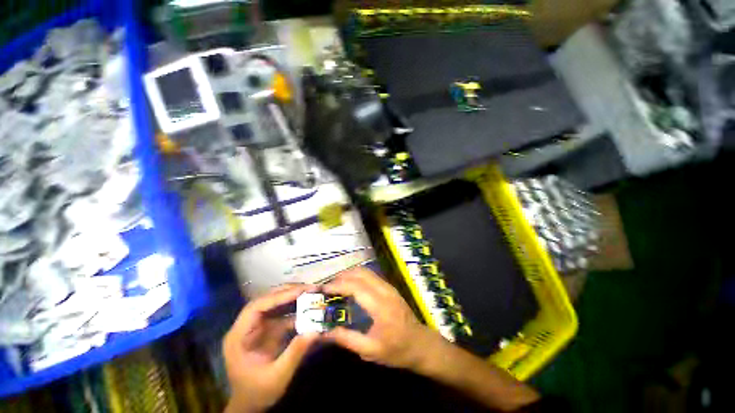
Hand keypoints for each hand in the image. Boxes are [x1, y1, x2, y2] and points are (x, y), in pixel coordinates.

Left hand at [223, 284, 318, 412]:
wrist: (251, 405)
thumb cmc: (258, 393)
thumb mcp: (277, 377)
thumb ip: (295, 353)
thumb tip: (315, 330)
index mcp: (239, 336)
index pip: (256, 307)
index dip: (278, 297)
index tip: (299, 291)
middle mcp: (247, 327)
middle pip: (266, 301)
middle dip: (288, 292)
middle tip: (309, 288)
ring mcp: (258, 327)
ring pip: (275, 305)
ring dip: (293, 297)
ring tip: (311, 292)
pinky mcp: (268, 330)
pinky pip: (282, 315)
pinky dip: (296, 310)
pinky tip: (308, 308)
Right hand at [321, 267, 440, 370]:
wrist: (421, 344)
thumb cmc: (396, 350)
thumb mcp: (371, 351)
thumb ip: (347, 339)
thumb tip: (326, 332)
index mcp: (380, 306)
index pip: (356, 287)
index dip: (338, 285)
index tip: (324, 289)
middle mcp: (385, 291)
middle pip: (360, 274)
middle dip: (342, 276)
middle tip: (328, 286)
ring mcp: (389, 287)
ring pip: (366, 271)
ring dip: (350, 274)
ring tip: (336, 285)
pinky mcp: (390, 287)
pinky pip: (371, 275)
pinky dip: (358, 276)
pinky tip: (351, 285)